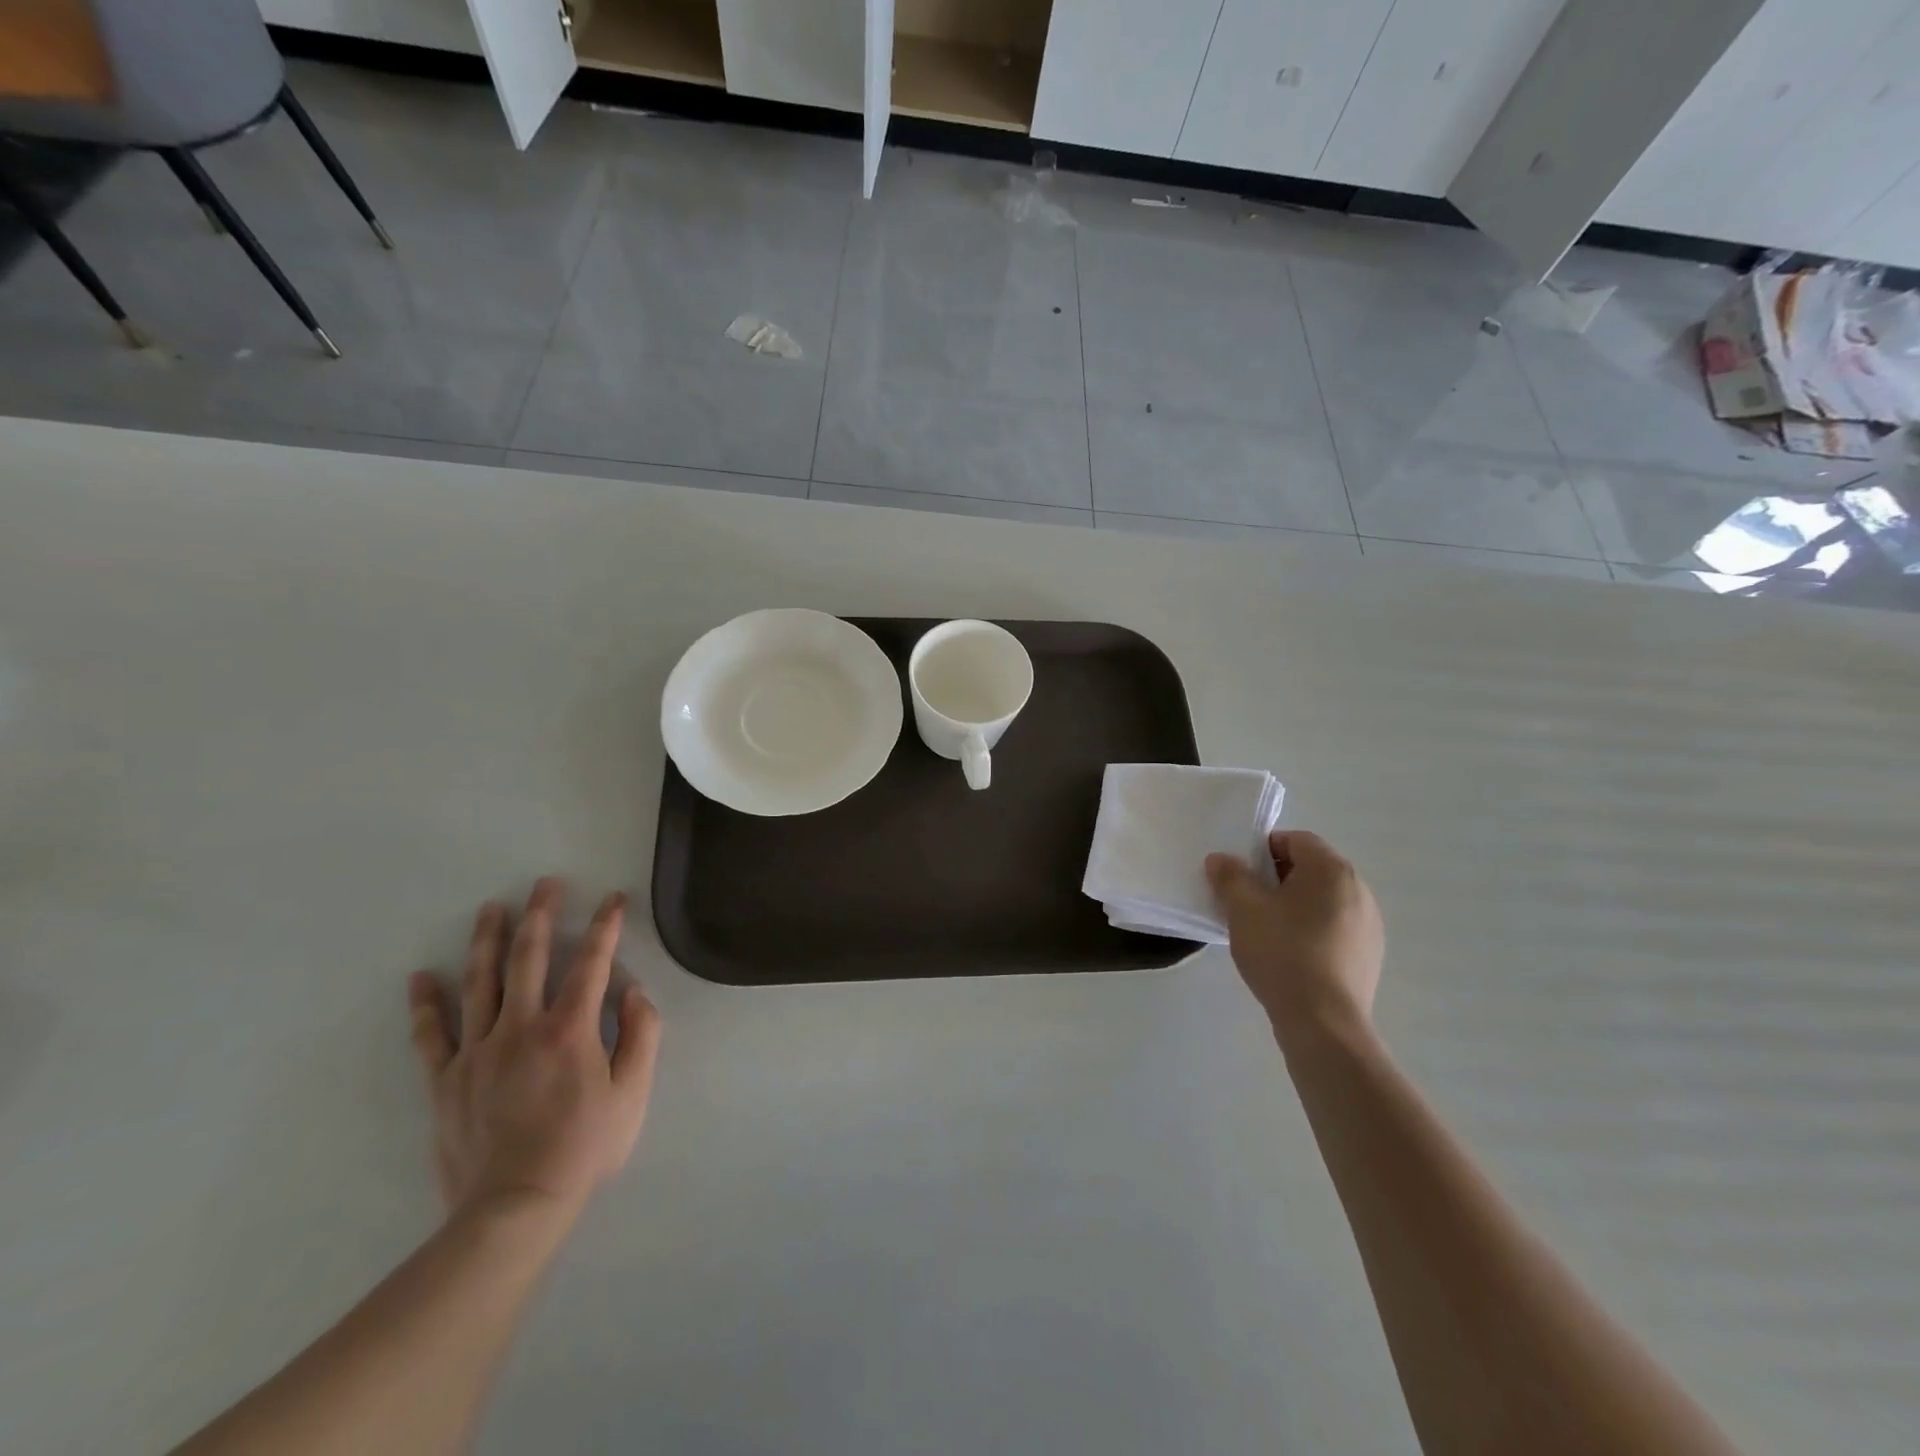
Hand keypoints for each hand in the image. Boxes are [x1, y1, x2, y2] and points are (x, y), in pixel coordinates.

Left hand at [407, 879, 662, 1223]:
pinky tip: (422, 977)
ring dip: (487, 940)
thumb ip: (641, 1035)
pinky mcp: (447, 1080)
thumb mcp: (633, 1093)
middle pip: (529, 958)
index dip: (605, 926)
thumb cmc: (584, 1147)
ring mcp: (478, 1052)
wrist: (514, 1207)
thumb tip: (633, 991)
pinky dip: (426, 1004)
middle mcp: (521, 1028)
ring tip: (491, 908)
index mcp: (570, 1029)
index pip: (592, 963)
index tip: (612, 899)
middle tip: (545, 884)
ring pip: (481, 983)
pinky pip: (432, 1035)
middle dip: (540, 915)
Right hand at [1205, 831, 1383, 1044]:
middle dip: (1276, 879)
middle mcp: (1358, 890)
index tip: (1240, 874)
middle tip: (1246, 901)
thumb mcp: (1243, 909)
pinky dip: (1310, 931)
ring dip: (1293, 906)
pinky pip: (1333, 928)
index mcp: (1332, 870)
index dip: (1263, 850)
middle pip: (1311, 869)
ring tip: (1265, 931)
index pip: (1296, 840)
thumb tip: (1220, 859)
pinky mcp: (1369, 956)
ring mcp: (1369, 925)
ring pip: (1322, 900)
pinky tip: (1289, 956)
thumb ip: (1229, 876)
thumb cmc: (1282, 952)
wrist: (1323, 1022)